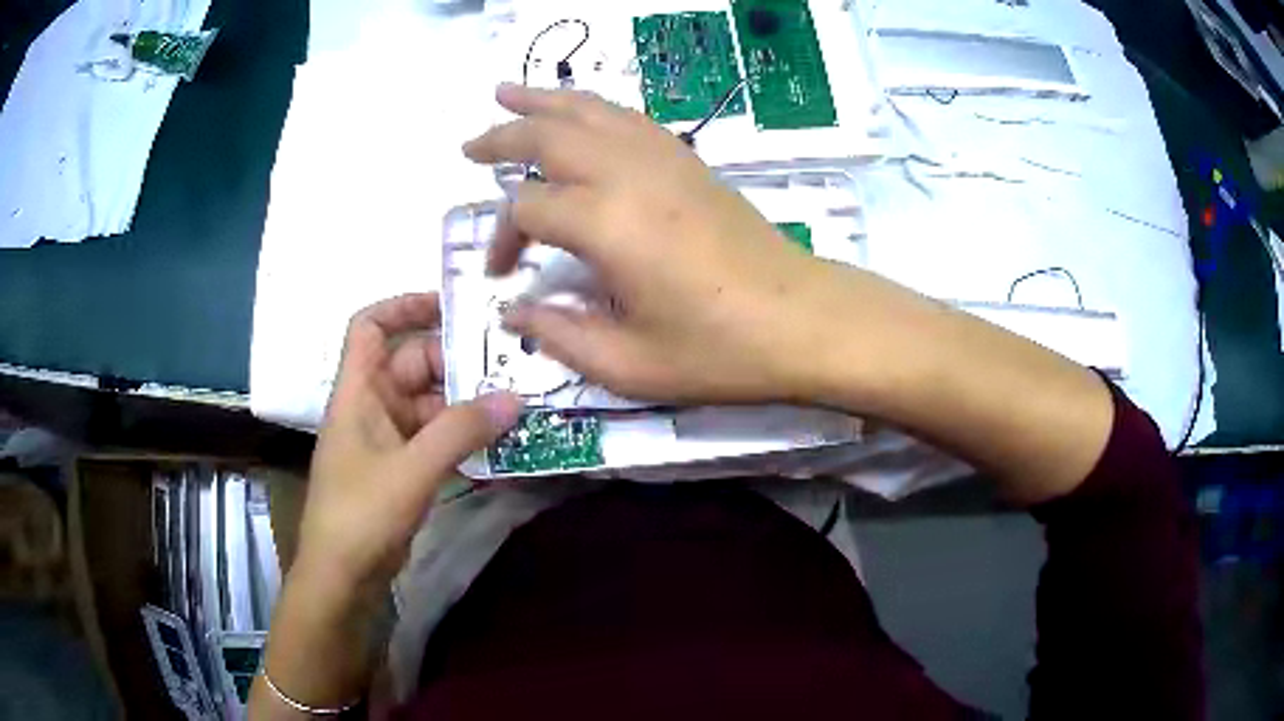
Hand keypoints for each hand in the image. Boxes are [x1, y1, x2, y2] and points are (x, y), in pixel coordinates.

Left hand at [295, 293, 522, 596]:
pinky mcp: (403, 469)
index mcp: (358, 392)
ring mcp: (388, 440)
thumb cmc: (361, 515)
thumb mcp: (411, 470)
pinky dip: (464, 439)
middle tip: (510, 365)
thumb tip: (514, 398)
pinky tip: (499, 445)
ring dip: (468, 406)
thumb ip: (460, 431)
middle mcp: (372, 407)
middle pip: (413, 365)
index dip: (404, 306)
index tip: (452, 306)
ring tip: (516, 404)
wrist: (343, 577)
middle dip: (457, 363)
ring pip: (431, 405)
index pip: (370, 327)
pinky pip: (437, 439)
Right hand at [464, 83, 846, 404]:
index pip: (527, 208)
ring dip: (544, 100)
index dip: (502, 238)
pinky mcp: (689, 161)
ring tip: (507, 92)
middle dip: (502, 137)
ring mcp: (664, 160)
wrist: (803, 320)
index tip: (502, 274)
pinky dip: (594, 107)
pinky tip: (580, 112)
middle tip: (469, 146)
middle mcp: (628, 175)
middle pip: (549, 135)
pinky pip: (629, 117)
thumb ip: (559, 335)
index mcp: (606, 223)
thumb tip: (514, 310)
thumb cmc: (720, 351)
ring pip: (590, 110)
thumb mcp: (629, 365)